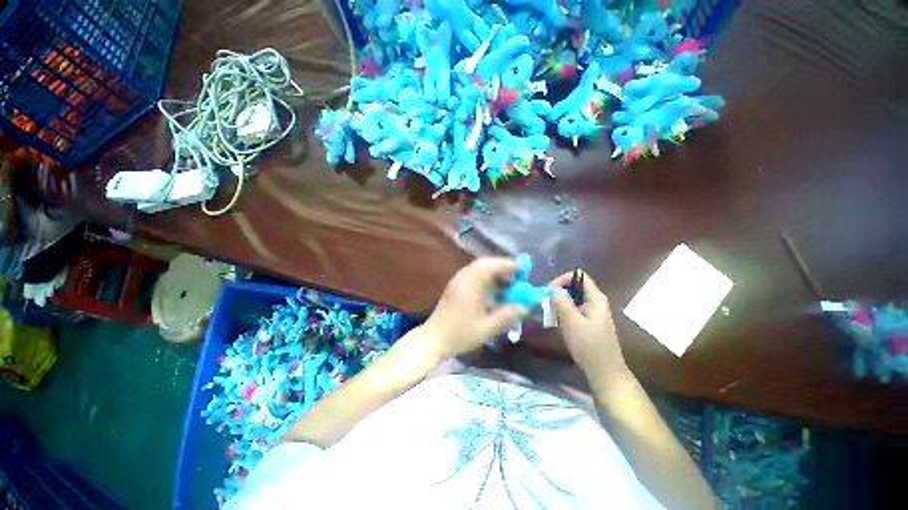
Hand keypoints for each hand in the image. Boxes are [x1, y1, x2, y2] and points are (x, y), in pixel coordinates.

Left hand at [422, 257, 528, 359]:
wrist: (434, 338)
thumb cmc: (460, 334)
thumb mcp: (487, 328)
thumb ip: (507, 315)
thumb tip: (526, 306)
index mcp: (470, 283)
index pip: (491, 265)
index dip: (508, 265)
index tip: (523, 270)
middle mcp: (463, 277)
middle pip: (485, 263)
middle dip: (503, 268)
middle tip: (517, 278)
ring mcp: (458, 280)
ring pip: (479, 268)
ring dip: (495, 273)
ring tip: (508, 285)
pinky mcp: (456, 285)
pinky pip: (474, 274)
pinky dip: (486, 278)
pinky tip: (493, 291)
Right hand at [549, 271, 629, 380]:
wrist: (604, 371)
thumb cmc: (589, 345)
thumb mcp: (572, 322)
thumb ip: (562, 302)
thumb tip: (552, 289)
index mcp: (596, 298)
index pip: (578, 276)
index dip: (562, 279)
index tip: (548, 291)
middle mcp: (595, 301)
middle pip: (574, 287)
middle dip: (558, 292)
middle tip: (546, 303)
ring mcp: (592, 312)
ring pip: (572, 298)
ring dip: (559, 303)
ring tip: (550, 314)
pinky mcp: (588, 321)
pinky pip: (573, 309)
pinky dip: (563, 312)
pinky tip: (558, 323)